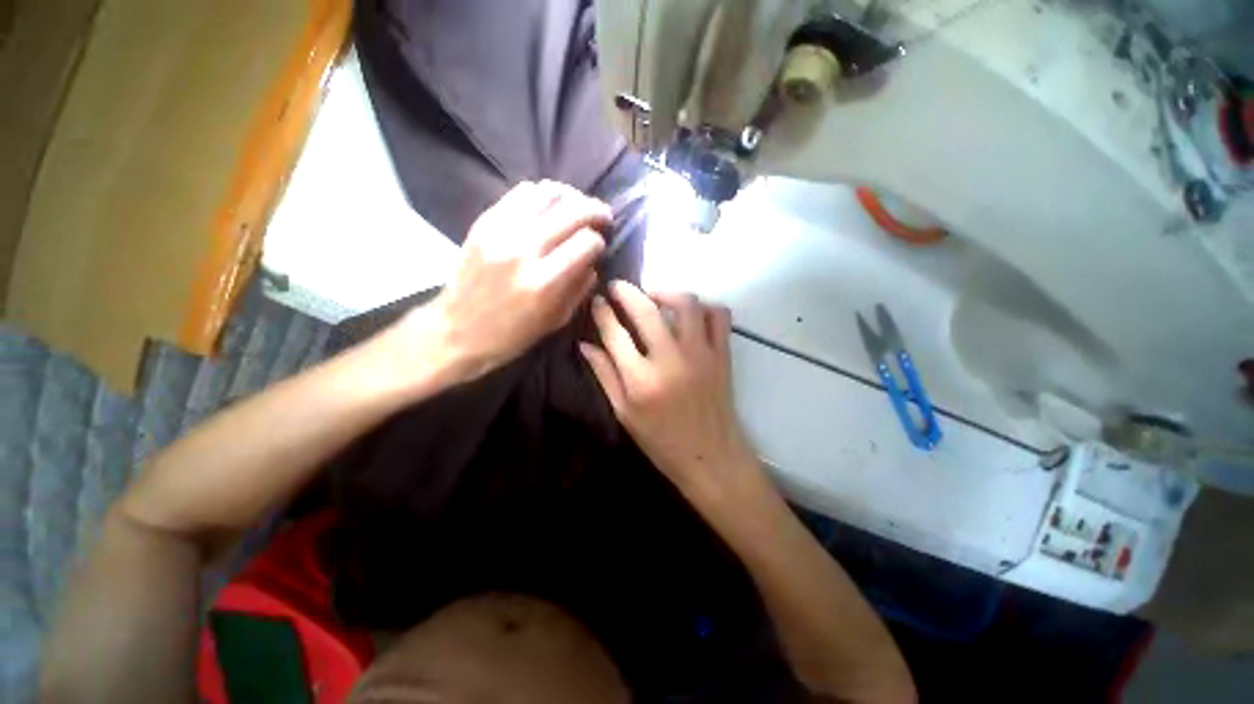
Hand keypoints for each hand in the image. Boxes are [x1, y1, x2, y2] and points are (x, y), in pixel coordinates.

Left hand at [406, 181, 610, 380]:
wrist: (458, 330)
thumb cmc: (513, 334)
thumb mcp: (557, 320)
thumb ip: (580, 287)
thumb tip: (593, 260)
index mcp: (544, 282)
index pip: (586, 242)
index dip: (599, 242)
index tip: (600, 247)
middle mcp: (524, 250)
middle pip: (572, 211)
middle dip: (595, 210)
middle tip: (604, 216)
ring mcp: (501, 231)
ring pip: (547, 193)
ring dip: (571, 196)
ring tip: (578, 206)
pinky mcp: (484, 222)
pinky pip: (521, 193)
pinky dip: (542, 194)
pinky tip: (550, 206)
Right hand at [580, 281, 760, 503]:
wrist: (710, 456)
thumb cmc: (661, 441)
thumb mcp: (624, 413)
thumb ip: (605, 375)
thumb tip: (585, 345)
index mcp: (641, 380)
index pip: (615, 334)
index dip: (603, 312)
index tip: (598, 299)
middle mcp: (670, 361)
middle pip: (646, 311)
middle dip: (627, 292)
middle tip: (618, 287)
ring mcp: (701, 354)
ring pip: (686, 304)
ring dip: (666, 293)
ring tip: (653, 298)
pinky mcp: (722, 355)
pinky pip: (719, 316)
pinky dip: (704, 307)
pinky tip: (690, 315)